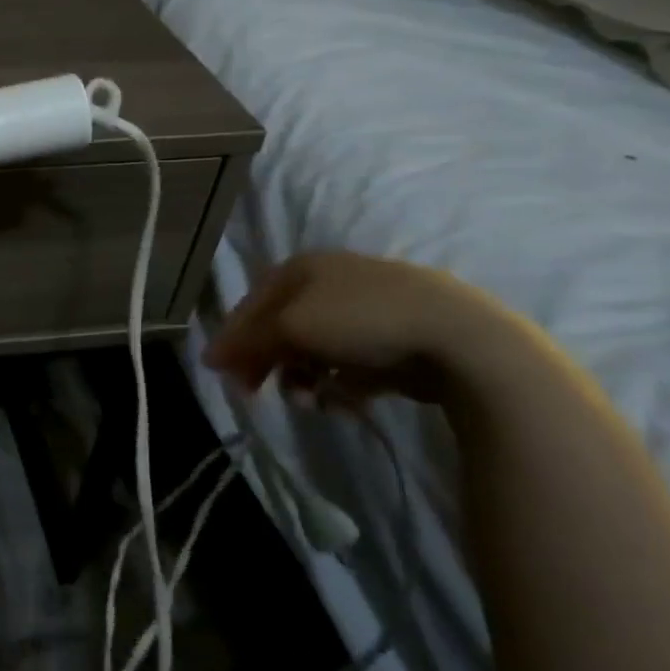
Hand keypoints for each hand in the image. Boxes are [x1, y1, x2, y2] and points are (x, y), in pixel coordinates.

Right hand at [204, 251, 510, 406]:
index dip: (233, 338)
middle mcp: (330, 283)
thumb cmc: (360, 320)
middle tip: (256, 394)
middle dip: (268, 363)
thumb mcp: (290, 327)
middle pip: (281, 328)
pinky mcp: (395, 341)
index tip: (220, 374)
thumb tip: (210, 357)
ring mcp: (365, 311)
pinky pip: (350, 365)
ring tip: (311, 402)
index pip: (252, 304)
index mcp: (303, 268)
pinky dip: (340, 384)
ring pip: (315, 351)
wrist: (460, 339)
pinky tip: (345, 401)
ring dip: (303, 379)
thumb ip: (247, 342)